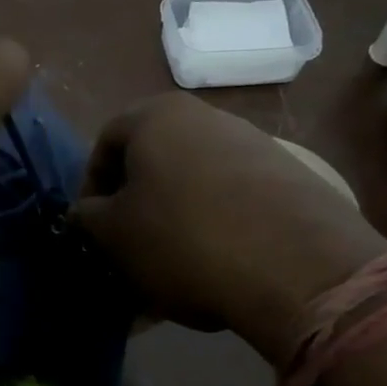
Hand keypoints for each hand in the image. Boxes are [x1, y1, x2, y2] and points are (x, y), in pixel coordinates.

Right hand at [74, 93, 386, 355]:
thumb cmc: (183, 238)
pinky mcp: (291, 179)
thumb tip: (85, 212)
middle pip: (153, 161)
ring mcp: (256, 145)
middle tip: (128, 247)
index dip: (91, 186)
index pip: (105, 142)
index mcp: (157, 116)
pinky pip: (233, 201)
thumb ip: (87, 216)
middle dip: (135, 205)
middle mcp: (207, 117)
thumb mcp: (113, 233)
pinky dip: (214, 229)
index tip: (92, 226)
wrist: (301, 269)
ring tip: (170, 267)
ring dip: (173, 220)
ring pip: (193, 184)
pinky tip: (214, 268)